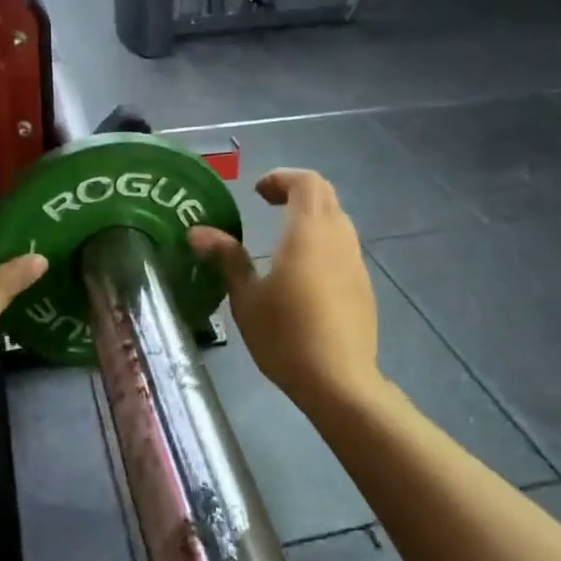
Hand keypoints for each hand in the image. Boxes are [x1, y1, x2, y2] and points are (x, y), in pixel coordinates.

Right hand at [188, 170, 380, 418]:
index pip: (305, 182)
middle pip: (324, 194)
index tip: (256, 193)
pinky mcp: (363, 284)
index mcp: (308, 232)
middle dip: (294, 191)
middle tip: (266, 204)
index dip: (281, 178)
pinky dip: (322, 240)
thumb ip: (226, 258)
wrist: (339, 381)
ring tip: (281, 236)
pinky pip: (343, 246)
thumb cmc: (285, 335)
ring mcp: (355, 261)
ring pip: (336, 219)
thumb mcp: (246, 298)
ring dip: (310, 215)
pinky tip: (303, 271)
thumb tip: (197, 231)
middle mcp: (337, 237)